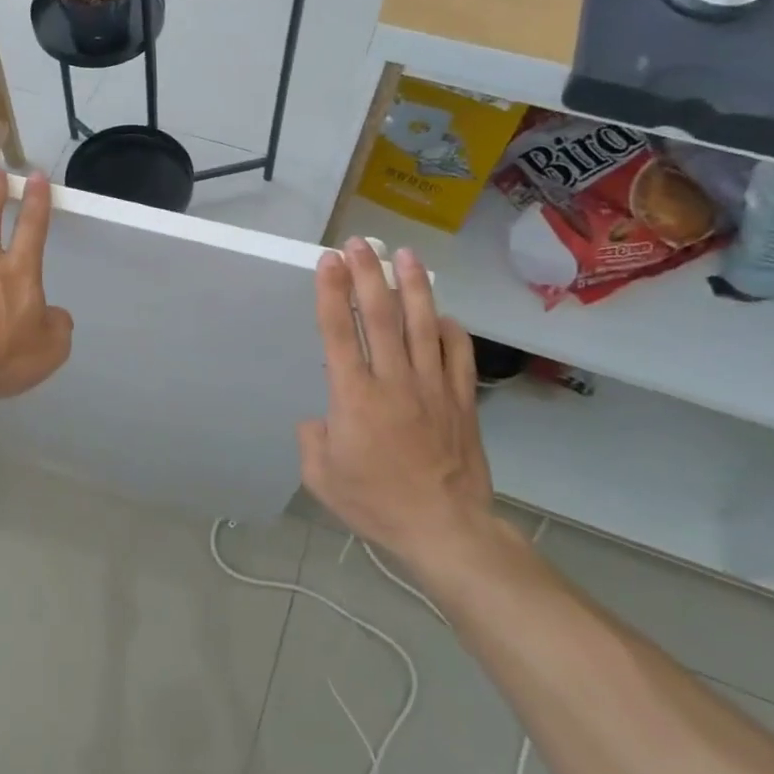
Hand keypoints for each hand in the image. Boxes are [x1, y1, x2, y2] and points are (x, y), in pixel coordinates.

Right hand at [298, 241, 498, 574]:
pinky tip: (445, 314)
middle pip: (380, 317)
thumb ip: (312, 440)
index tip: (329, 261)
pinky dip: (452, 330)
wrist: (445, 529)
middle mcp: (393, 381)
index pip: (339, 332)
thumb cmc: (376, 503)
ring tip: (405, 255)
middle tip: (359, 244)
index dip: (331, 292)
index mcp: (354, 397)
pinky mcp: (462, 401)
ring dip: (412, 287)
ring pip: (423, 325)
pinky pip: (459, 355)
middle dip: (367, 275)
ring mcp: (433, 387)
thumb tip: (320, 419)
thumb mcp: (321, 477)